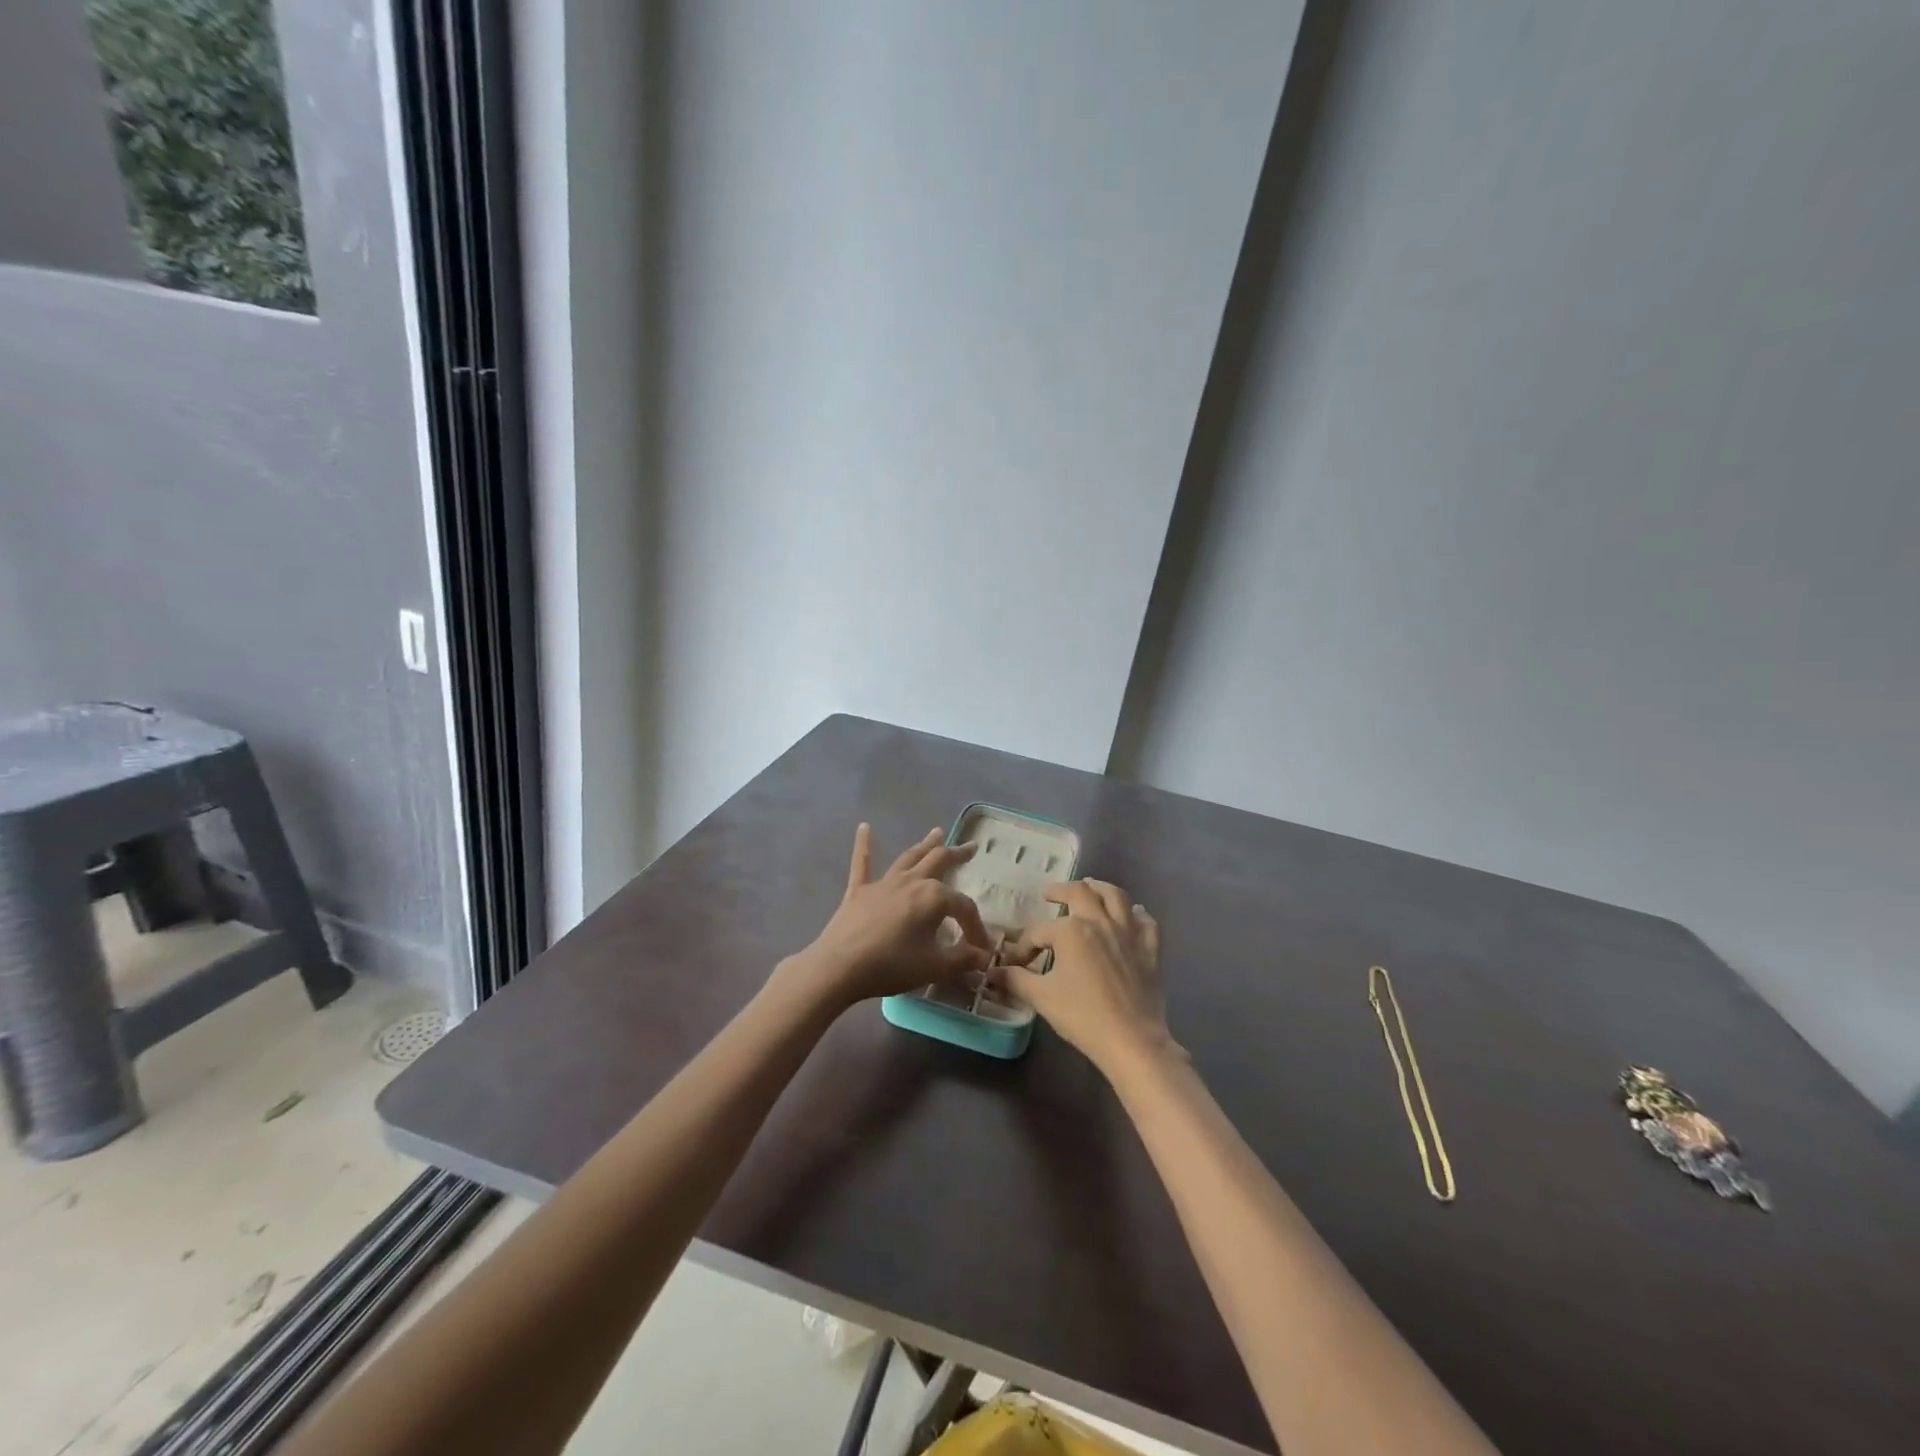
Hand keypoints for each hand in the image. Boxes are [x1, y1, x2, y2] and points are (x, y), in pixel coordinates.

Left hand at [786, 824, 993, 1008]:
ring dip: (925, 845)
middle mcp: (911, 881)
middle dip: (957, 855)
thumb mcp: (935, 966)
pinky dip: (864, 844)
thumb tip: (984, 956)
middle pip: (939, 861)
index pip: (964, 908)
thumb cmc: (892, 965)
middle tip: (971, 847)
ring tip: (937, 832)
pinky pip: (862, 863)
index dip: (976, 927)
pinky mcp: (859, 891)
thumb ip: (962, 959)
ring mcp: (884, 883)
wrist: (841, 966)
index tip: (981, 949)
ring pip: (909, 857)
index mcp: (934, 897)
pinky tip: (863, 827)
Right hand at [989, 879, 1177, 1077]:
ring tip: (1090, 887)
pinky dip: (1138, 915)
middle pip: (1080, 893)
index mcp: (1071, 930)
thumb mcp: (1042, 998)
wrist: (1132, 1041)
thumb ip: (1015, 980)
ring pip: (1116, 896)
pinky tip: (1133, 915)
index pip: (1039, 931)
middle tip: (1049, 894)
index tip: (1016, 963)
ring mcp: (1128, 933)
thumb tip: (993, 973)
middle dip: (1060, 891)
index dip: (1024, 946)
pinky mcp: (1149, 950)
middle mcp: (1100, 922)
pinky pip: (1146, 923)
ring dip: (1100, 888)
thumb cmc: (1083, 1016)